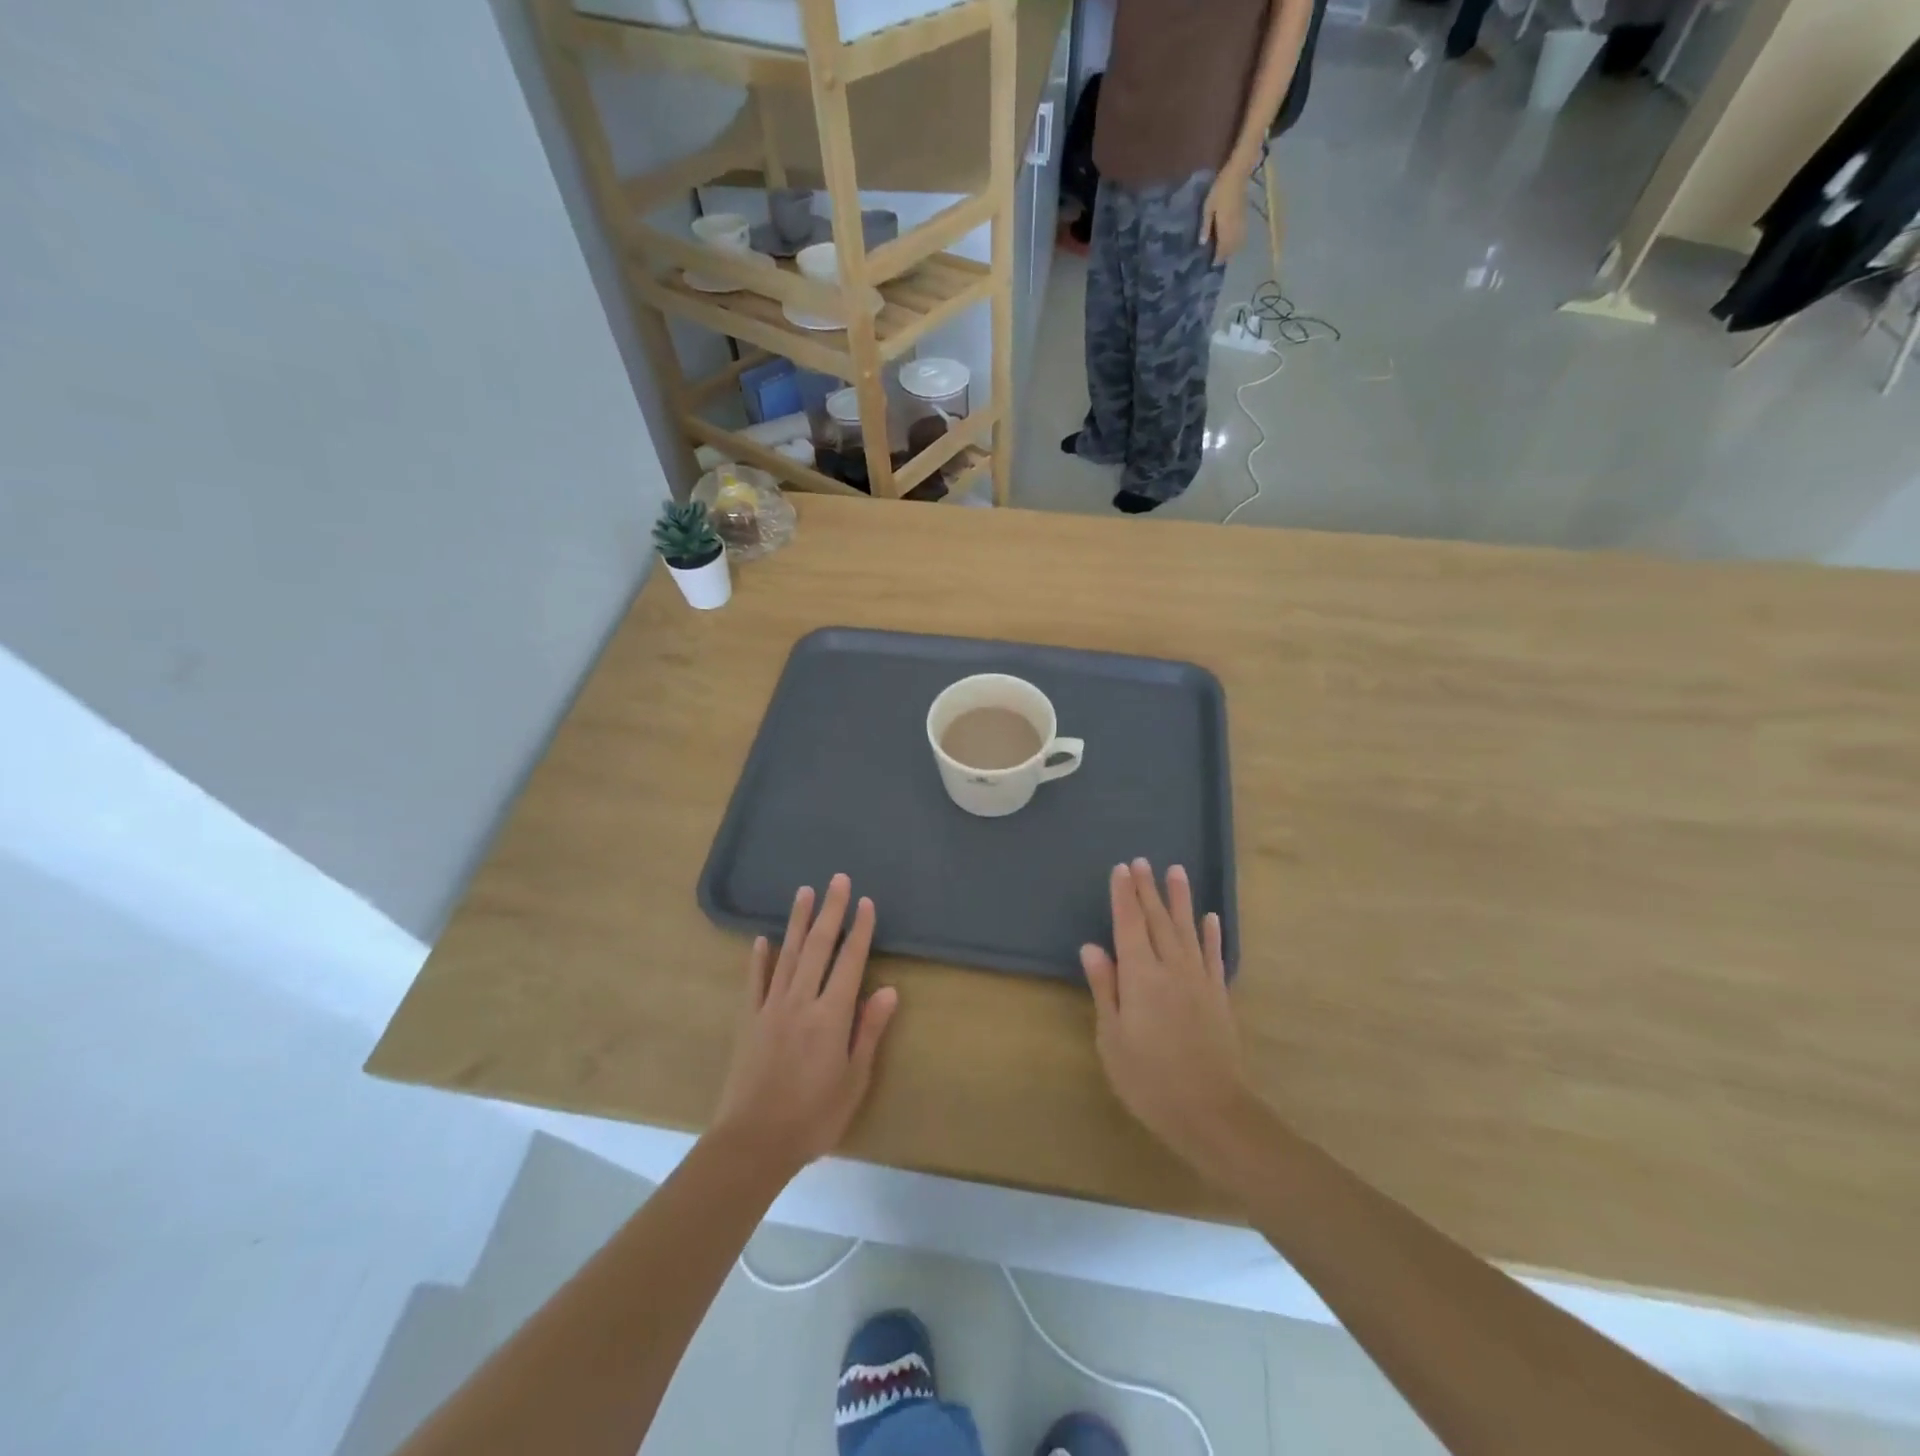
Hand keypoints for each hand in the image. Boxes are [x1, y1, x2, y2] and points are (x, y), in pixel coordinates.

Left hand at [712, 874, 898, 1175]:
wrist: (753, 1142)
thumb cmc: (813, 1116)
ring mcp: (771, 1008)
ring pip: (787, 954)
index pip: (850, 962)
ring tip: (804, 892)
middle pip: (818, 947)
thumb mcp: (854, 1080)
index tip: (866, 902)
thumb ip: (868, 1031)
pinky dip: (760, 958)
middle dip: (830, 911)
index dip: (860, 930)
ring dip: (798, 921)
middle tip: (838, 879)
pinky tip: (763, 939)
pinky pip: (755, 981)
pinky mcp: (749, 1021)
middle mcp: (801, 1001)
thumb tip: (888, 990)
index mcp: (831, 1015)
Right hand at [1080, 860, 1249, 1166]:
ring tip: (1176, 871)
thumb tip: (1092, 947)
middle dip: (1148, 890)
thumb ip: (1106, 988)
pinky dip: (1211, 933)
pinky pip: (1213, 955)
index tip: (1121, 869)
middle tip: (1142, 862)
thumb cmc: (1150, 1079)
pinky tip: (1210, 917)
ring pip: (1187, 929)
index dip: (1124, 896)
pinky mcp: (1218, 996)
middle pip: (1158, 920)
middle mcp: (1171, 968)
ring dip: (1180, 899)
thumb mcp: (1113, 1038)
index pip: (1129, 925)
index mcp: (1140, 976)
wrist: (1212, 1112)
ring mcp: (1199, 980)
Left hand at [1200, 164, 1251, 262]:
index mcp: (1225, 227)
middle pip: (1231, 249)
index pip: (1222, 249)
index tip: (1211, 265)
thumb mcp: (1208, 207)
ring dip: (1231, 251)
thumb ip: (1206, 226)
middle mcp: (1235, 228)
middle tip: (1216, 262)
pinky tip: (1231, 243)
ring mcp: (1242, 223)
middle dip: (1224, 257)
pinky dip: (1237, 243)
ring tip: (1223, 255)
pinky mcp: (1245, 218)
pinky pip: (1242, 236)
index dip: (1218, 258)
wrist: (1239, 173)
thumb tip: (1202, 243)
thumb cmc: (1220, 188)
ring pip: (1238, 244)